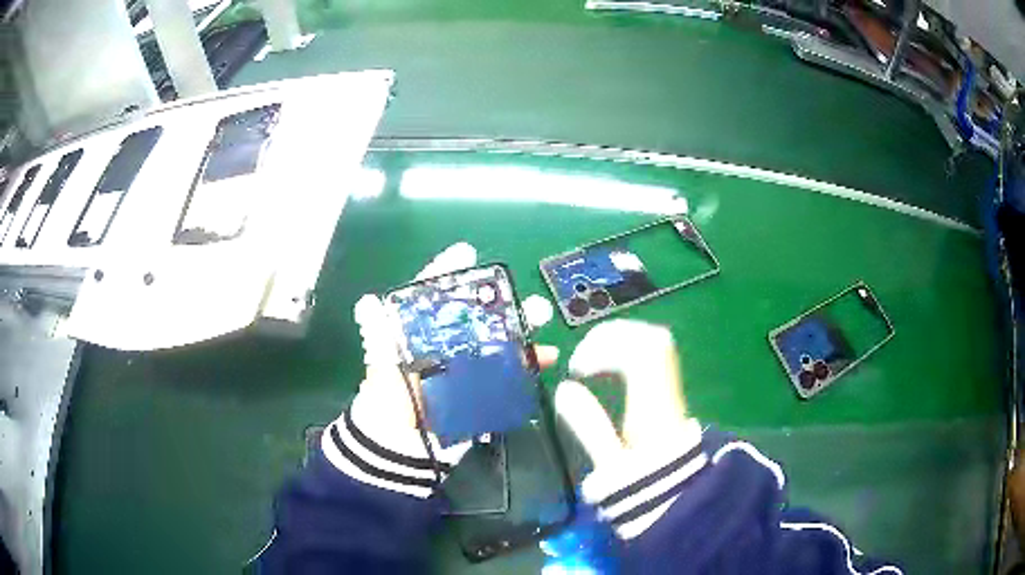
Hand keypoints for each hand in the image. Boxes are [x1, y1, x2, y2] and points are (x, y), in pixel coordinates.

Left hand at [326, 242, 557, 497]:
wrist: (399, 449)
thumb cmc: (388, 401)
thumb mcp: (382, 366)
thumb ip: (378, 335)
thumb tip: (366, 301)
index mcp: (419, 333)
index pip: (432, 295)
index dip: (448, 272)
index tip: (467, 252)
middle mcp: (444, 346)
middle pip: (475, 317)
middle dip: (501, 303)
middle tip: (523, 294)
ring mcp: (465, 370)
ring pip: (497, 343)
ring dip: (521, 331)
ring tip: (543, 322)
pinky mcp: (480, 393)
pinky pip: (507, 375)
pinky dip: (526, 367)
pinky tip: (544, 360)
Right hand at [555, 319, 702, 538]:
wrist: (677, 498)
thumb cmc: (640, 483)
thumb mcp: (609, 463)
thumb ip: (588, 426)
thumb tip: (563, 388)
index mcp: (654, 406)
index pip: (641, 353)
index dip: (606, 348)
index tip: (578, 369)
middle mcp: (668, 389)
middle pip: (654, 339)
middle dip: (613, 337)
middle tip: (582, 356)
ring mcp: (673, 389)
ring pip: (657, 342)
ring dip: (621, 342)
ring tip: (592, 359)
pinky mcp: (671, 393)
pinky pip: (654, 355)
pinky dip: (629, 351)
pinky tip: (610, 368)